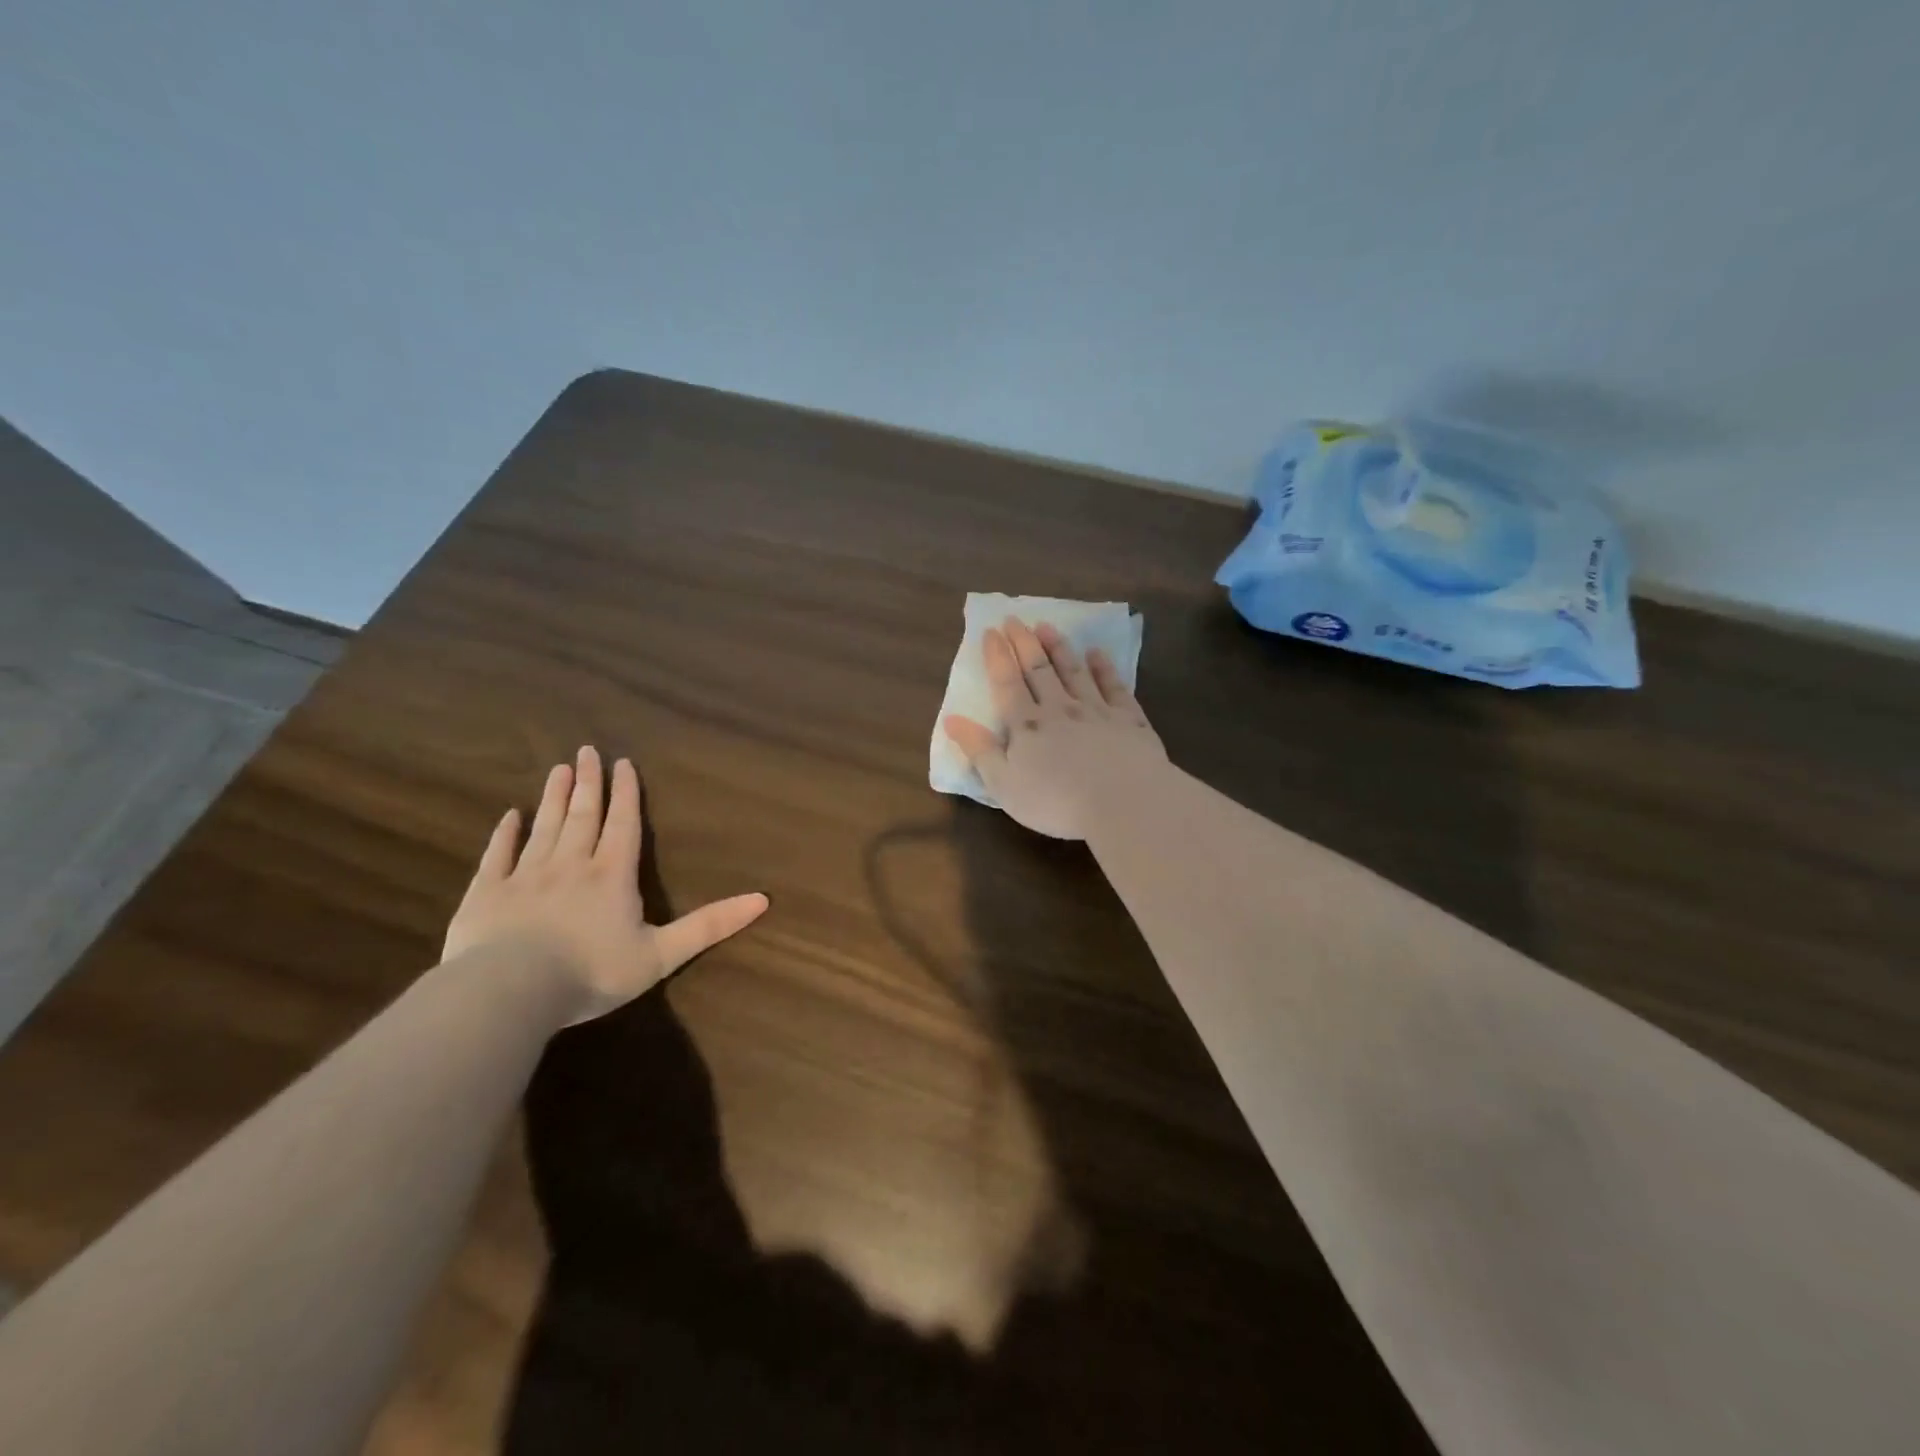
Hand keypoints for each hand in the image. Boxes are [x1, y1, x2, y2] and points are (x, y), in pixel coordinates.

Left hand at [442, 746, 768, 1022]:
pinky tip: (509, 817)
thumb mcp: (662, 954)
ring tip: (559, 769)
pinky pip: (498, 855)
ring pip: (545, 826)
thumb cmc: (593, 972)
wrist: (509, 992)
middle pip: (583, 815)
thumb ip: (710, 925)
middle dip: (590, 783)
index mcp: (612, 875)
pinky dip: (505, 834)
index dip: (626, 793)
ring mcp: (525, 875)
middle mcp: (571, 864)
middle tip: (587, 750)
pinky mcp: (487, 893)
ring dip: (554, 797)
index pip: (623, 824)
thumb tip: (763, 899)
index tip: (623, 762)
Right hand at [944, 617, 1166, 839]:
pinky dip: (1104, 667)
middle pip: (1038, 670)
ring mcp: (1096, 710)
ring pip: (1074, 671)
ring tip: (1047, 626)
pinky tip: (1097, 653)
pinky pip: (1114, 686)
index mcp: (1026, 725)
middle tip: (1015, 619)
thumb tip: (951, 720)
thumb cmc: (1055, 801)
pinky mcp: (1129, 719)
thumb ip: (979, 751)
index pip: (1007, 683)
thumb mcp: (1004, 784)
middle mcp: (1059, 709)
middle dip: (1024, 642)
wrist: (1123, 802)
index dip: (997, 656)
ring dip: (1059, 648)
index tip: (991, 631)